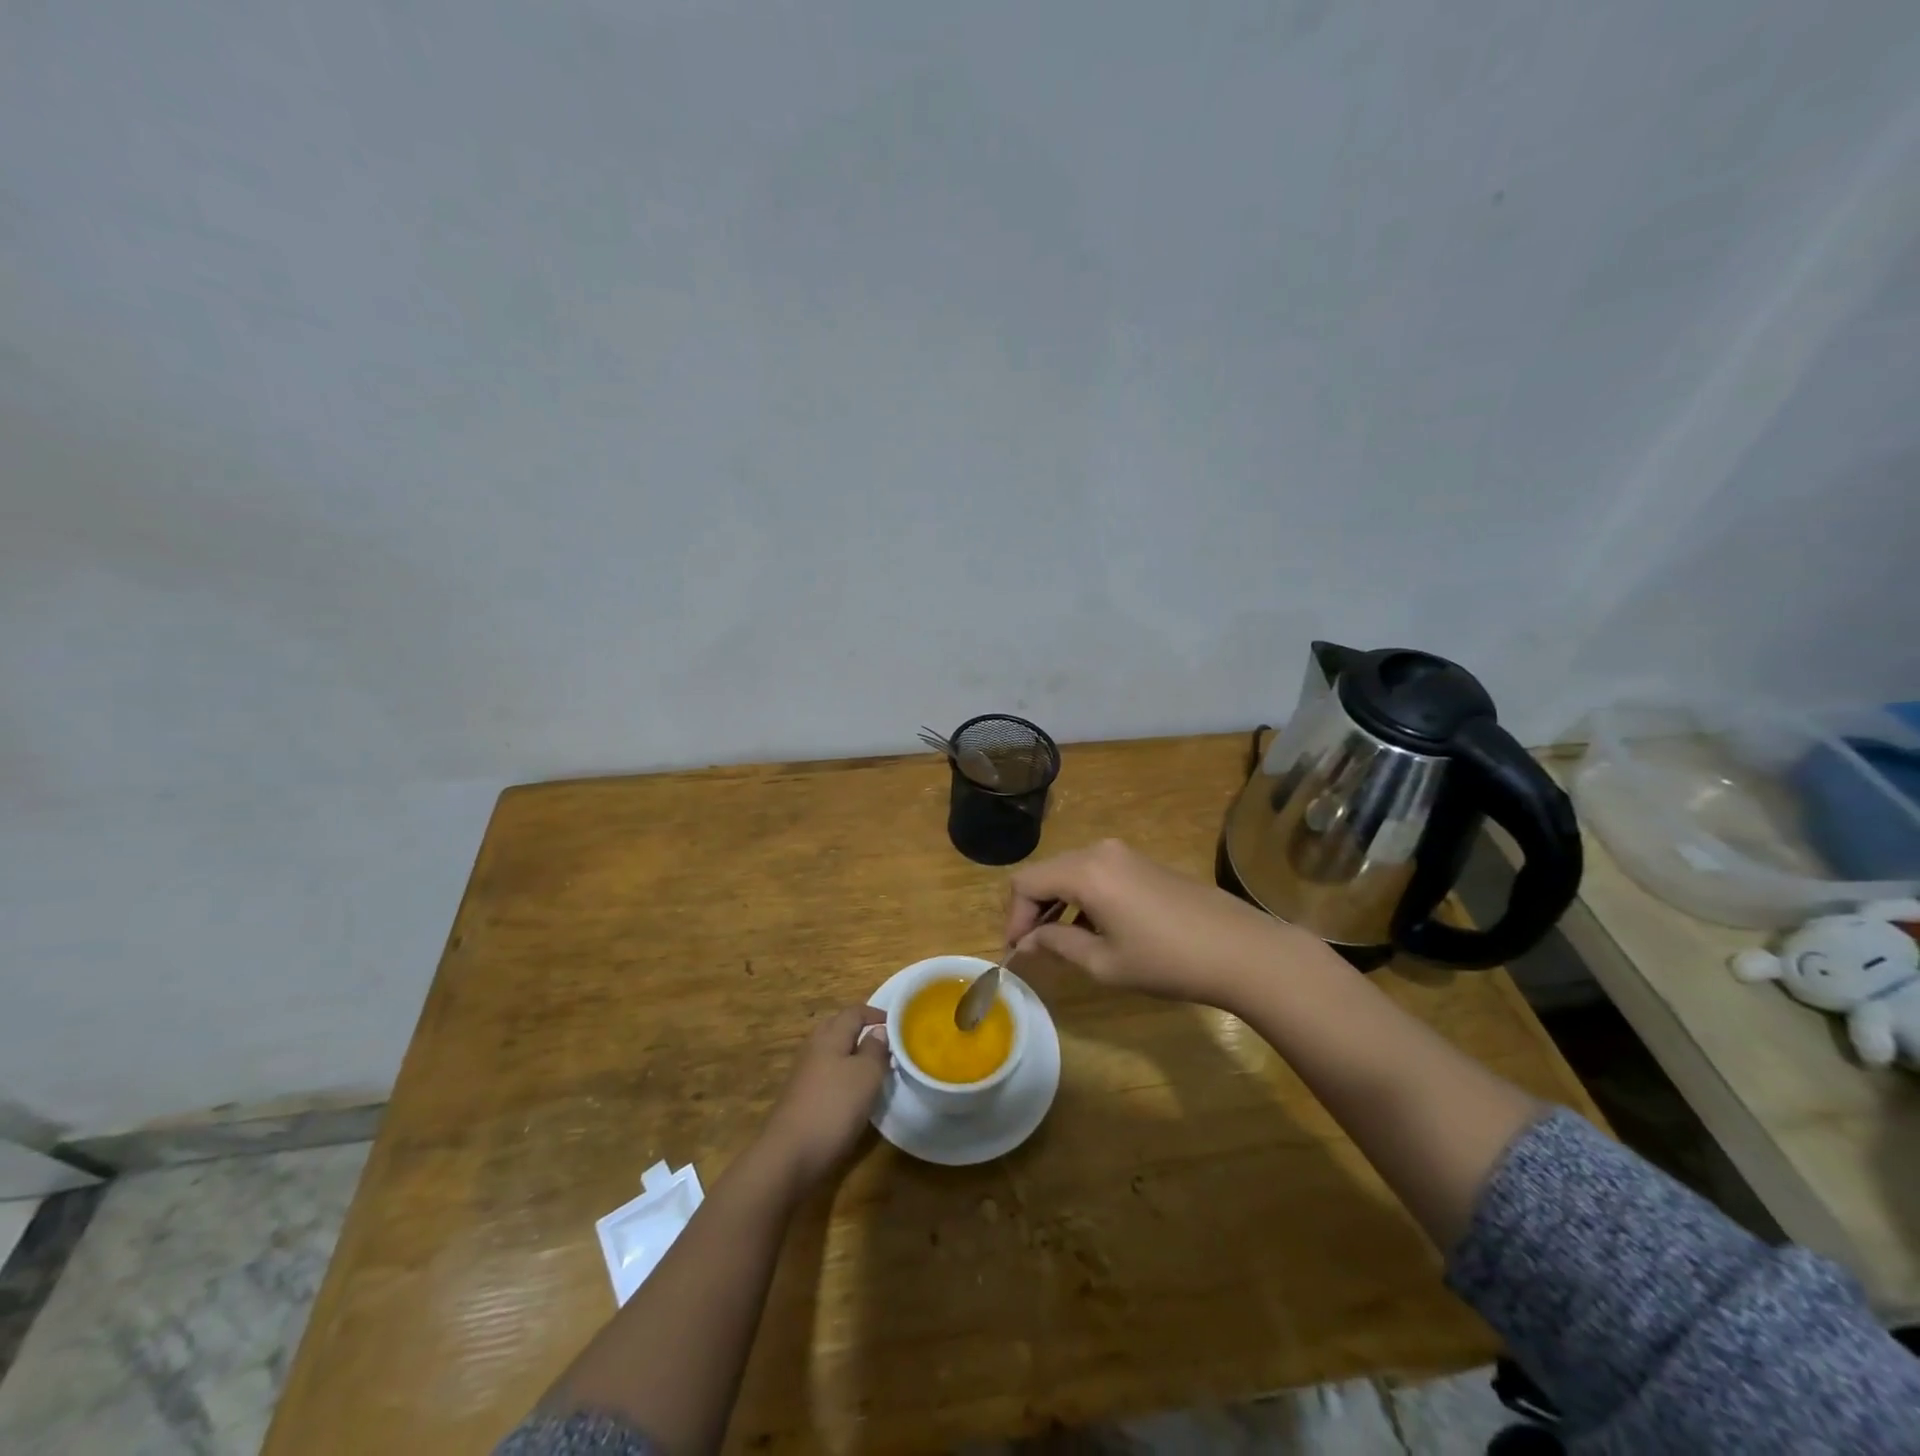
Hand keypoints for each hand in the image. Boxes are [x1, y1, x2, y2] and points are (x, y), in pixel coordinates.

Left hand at [757, 1005, 889, 1188]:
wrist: (789, 1156)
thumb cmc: (833, 1108)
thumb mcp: (866, 1076)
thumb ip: (875, 1049)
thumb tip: (878, 1031)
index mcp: (830, 1036)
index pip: (854, 1012)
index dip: (876, 1014)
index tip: (897, 1024)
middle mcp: (814, 1048)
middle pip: (838, 1028)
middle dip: (861, 1030)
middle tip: (885, 1043)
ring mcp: (804, 1073)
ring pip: (831, 1052)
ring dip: (852, 1054)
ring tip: (874, 1068)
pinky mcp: (800, 1097)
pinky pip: (826, 1073)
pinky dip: (842, 1075)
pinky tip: (853, 1094)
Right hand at [1005, 839, 1308, 1009]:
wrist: (1240, 950)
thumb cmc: (1167, 961)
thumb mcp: (1104, 962)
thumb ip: (1058, 944)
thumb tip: (1028, 940)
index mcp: (1085, 871)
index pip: (1026, 883)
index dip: (1014, 916)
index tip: (1017, 951)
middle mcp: (1099, 851)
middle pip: (1046, 873)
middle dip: (1032, 909)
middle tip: (1032, 948)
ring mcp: (1123, 853)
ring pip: (1070, 872)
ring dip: (1057, 903)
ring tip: (1060, 943)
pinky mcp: (1142, 862)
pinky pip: (1095, 873)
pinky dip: (1081, 897)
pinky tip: (1092, 929)